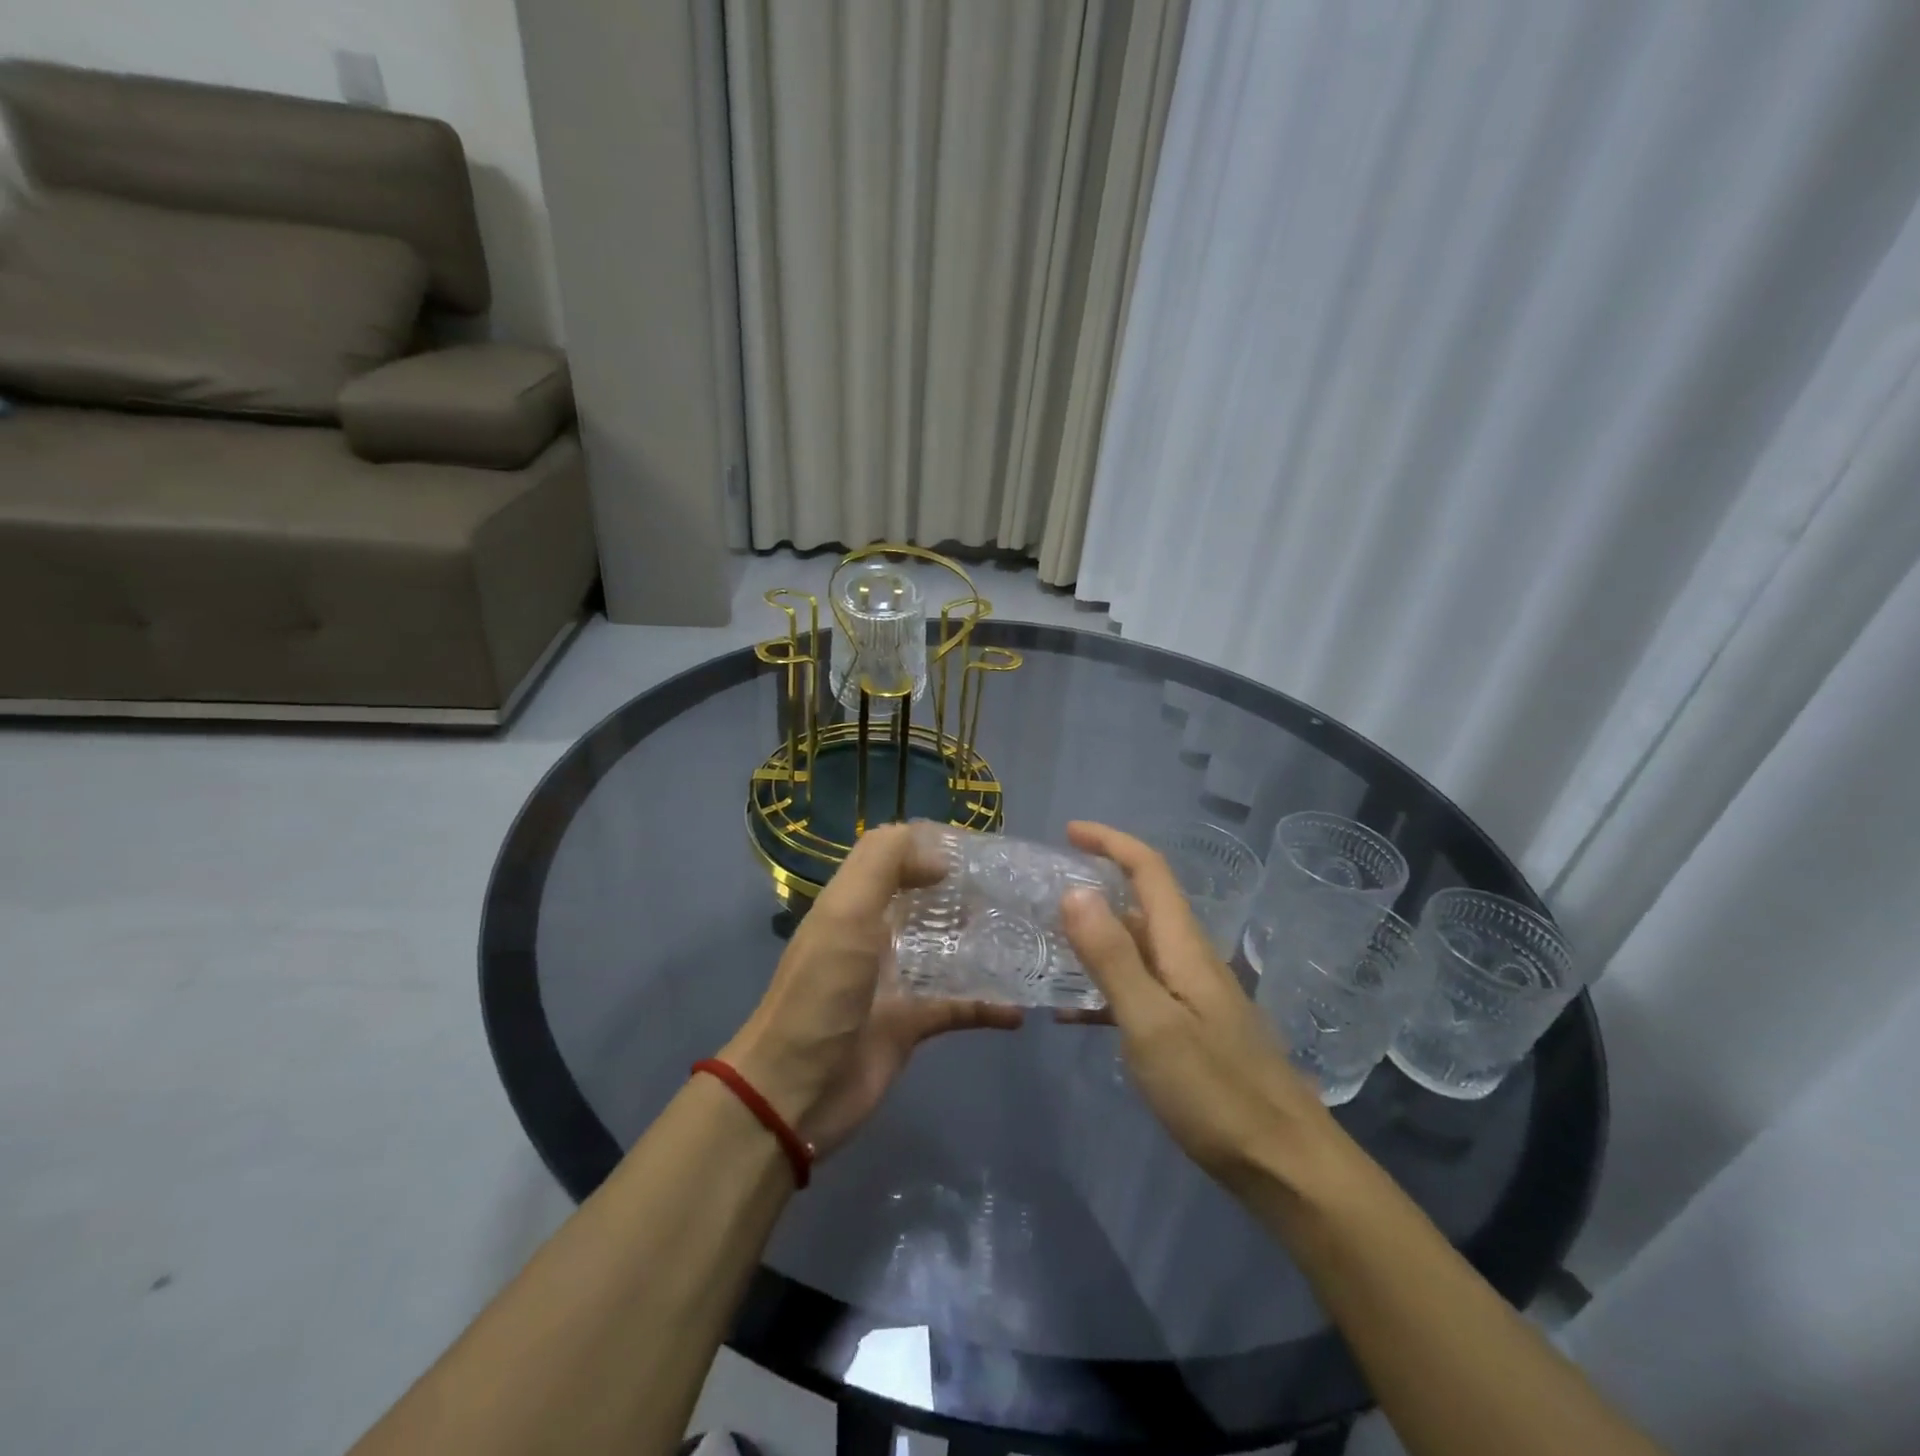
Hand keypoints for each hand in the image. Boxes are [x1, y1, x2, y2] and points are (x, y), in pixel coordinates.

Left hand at [722, 822, 1022, 1156]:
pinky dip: (987, 1005)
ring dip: (982, 944)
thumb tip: (939, 858)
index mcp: (855, 902)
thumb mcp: (846, 911)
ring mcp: (894, 980)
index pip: (897, 857)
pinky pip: (957, 1006)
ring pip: (946, 950)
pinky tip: (1020, 1009)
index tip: (984, 850)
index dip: (934, 847)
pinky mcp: (910, 1024)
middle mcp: (875, 934)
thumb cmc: (822, 991)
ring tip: (1029, 937)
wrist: (795, 1091)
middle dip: (968, 894)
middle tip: (1017, 892)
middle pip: (927, 902)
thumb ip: (886, 864)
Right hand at [1058, 821, 1341, 1196]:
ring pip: (1138, 948)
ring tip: (1048, 947)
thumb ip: (1112, 957)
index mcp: (1184, 946)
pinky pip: (1141, 989)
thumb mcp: (1152, 1024)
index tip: (1068, 831)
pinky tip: (1076, 1014)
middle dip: (1097, 886)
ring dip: (1096, 938)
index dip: (1111, 842)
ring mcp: (1195, 996)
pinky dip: (1106, 987)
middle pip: (1142, 904)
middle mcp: (1191, 959)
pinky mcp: (1194, 1030)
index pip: (1149, 870)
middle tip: (1043, 895)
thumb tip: (1075, 891)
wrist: (1287, 1167)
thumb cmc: (1216, 1093)